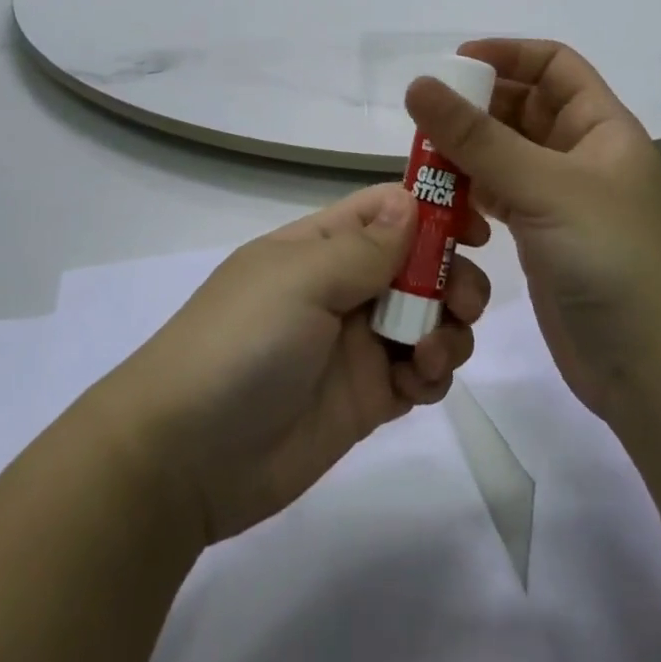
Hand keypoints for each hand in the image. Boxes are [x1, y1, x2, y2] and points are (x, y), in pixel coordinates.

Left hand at [96, 184, 489, 544]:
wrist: (183, 459)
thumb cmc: (240, 344)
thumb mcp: (298, 281)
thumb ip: (362, 246)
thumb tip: (411, 201)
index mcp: (321, 245)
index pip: (388, 210)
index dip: (435, 211)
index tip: (477, 228)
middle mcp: (343, 286)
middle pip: (419, 264)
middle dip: (451, 276)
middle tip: (462, 302)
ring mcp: (356, 344)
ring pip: (428, 318)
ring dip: (448, 328)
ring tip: (431, 353)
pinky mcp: (367, 398)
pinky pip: (419, 373)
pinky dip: (433, 373)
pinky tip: (419, 384)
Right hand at [406, 42, 660, 431]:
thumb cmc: (619, 261)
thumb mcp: (547, 188)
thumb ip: (478, 138)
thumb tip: (419, 84)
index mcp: (600, 127)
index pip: (553, 65)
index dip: (507, 55)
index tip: (454, 65)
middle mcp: (581, 157)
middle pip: (522, 109)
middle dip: (476, 107)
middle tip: (424, 118)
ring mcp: (561, 202)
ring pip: (504, 157)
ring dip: (466, 154)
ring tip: (422, 161)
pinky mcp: (543, 242)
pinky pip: (498, 200)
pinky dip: (470, 196)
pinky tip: (442, 205)